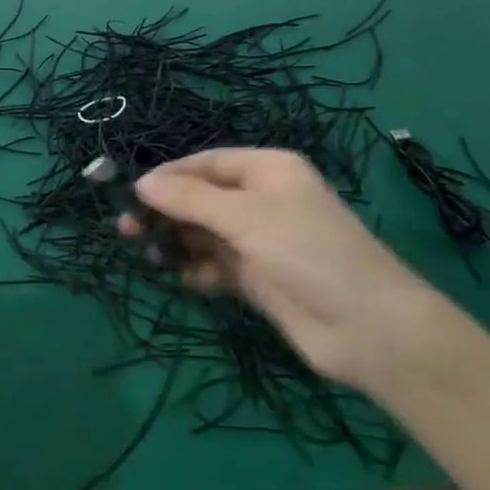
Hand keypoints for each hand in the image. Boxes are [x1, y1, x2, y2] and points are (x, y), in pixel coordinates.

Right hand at [128, 149, 448, 394]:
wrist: (364, 326)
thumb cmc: (307, 252)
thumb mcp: (246, 217)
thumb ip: (191, 200)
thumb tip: (142, 183)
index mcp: (268, 170)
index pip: (207, 163)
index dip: (169, 176)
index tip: (131, 193)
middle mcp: (262, 200)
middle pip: (202, 198)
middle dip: (166, 211)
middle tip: (125, 228)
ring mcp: (260, 241)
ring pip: (205, 234)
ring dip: (177, 242)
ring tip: (146, 254)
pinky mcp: (257, 277)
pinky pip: (216, 266)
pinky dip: (197, 271)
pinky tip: (184, 280)